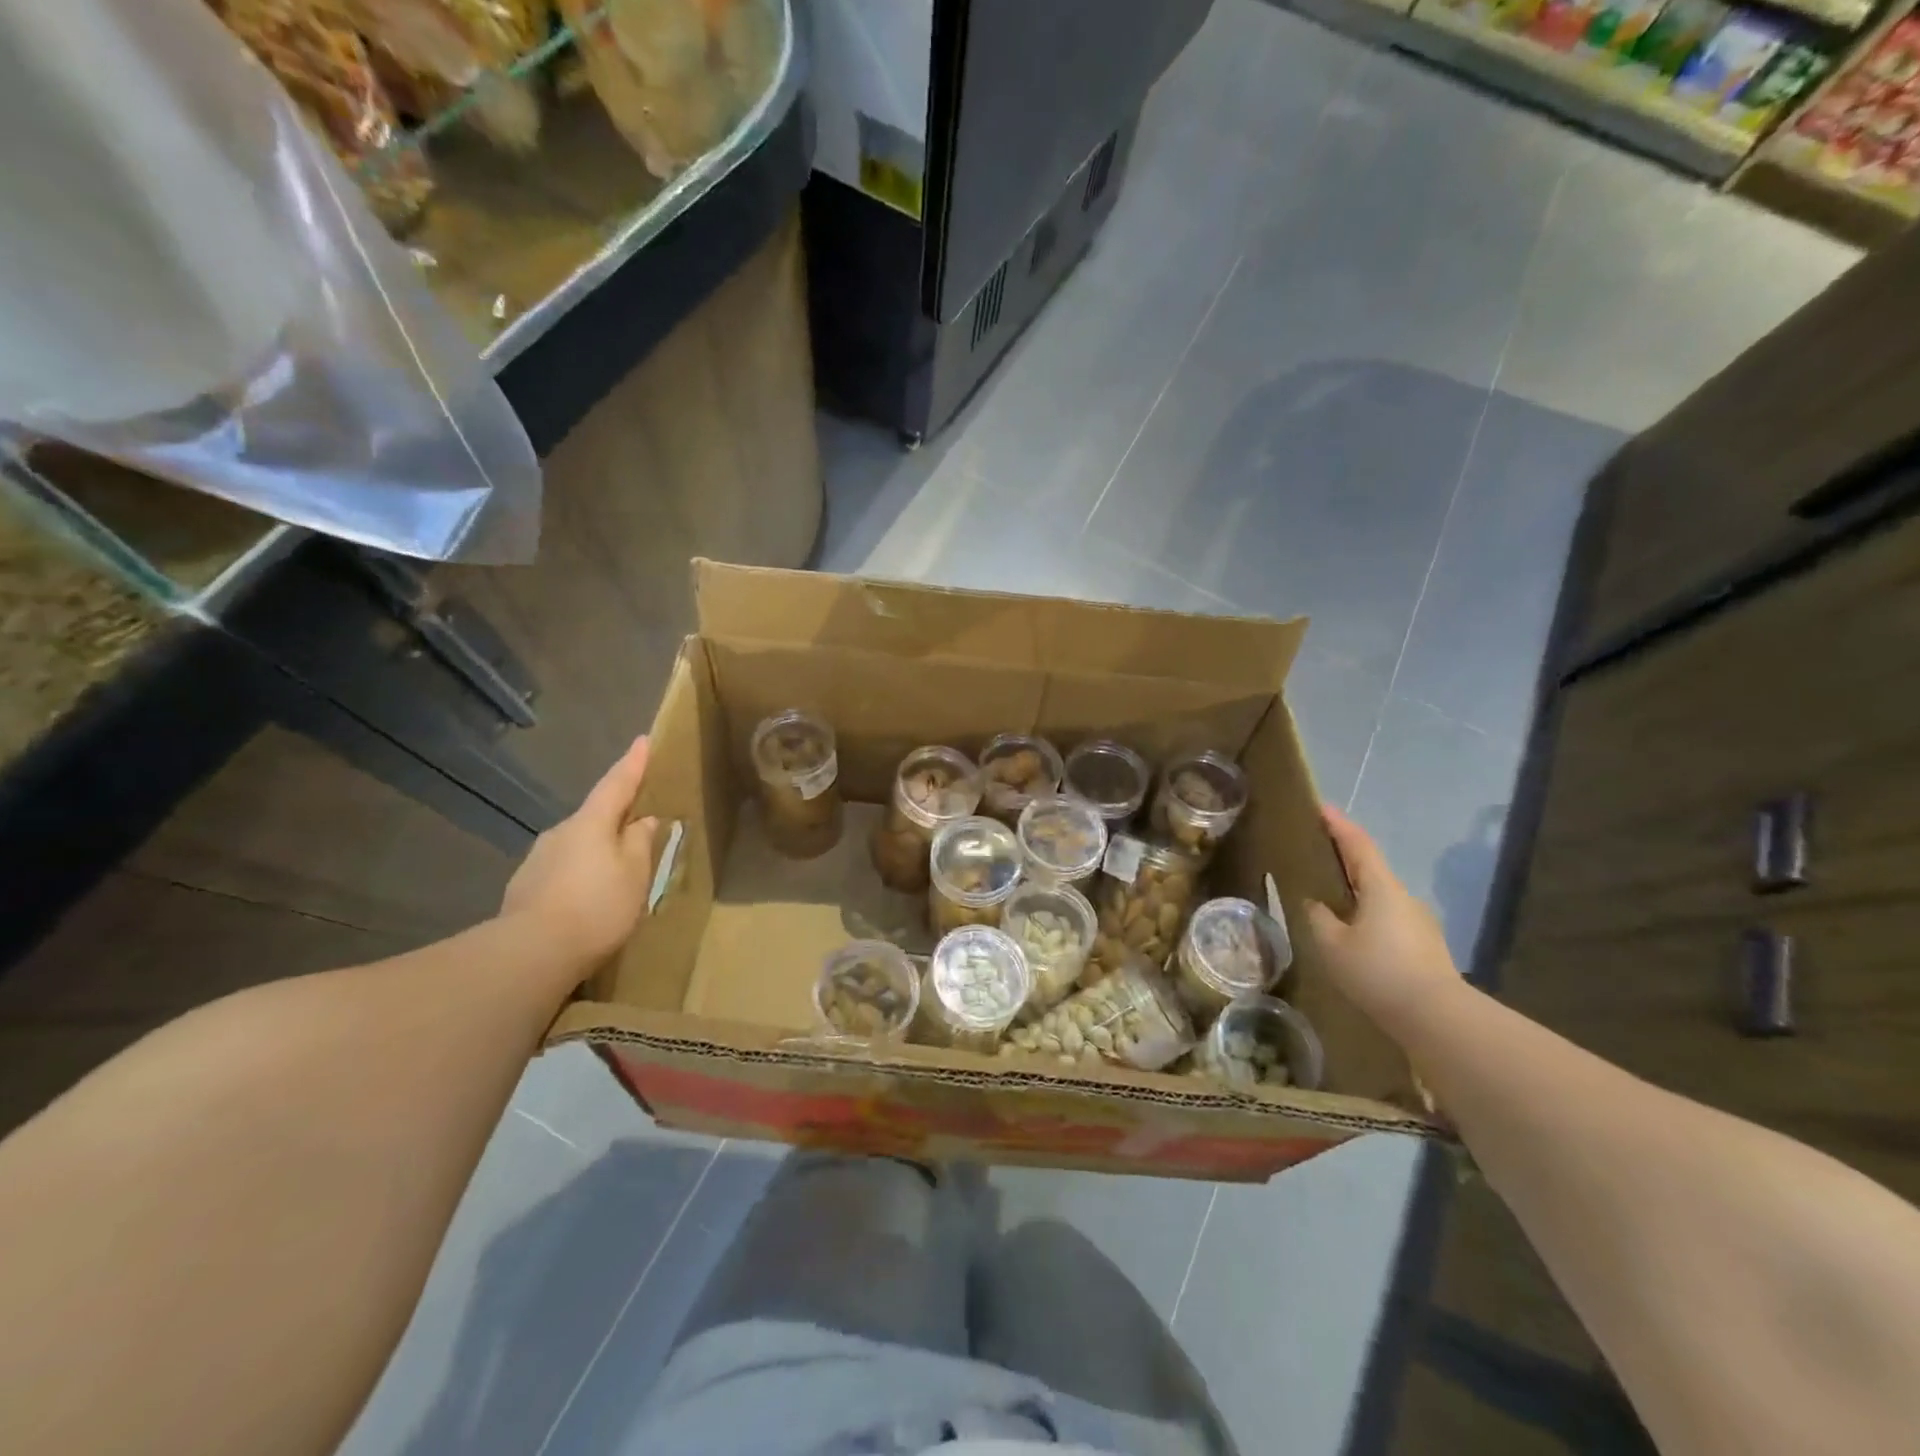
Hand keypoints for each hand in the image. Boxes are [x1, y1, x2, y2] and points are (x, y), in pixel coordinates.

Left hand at [500, 736, 659, 971]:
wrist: (530, 954)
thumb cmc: (596, 906)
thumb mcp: (635, 874)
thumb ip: (641, 843)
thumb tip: (644, 820)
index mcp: (591, 823)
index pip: (617, 784)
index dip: (633, 763)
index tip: (643, 740)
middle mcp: (560, 833)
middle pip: (594, 818)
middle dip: (615, 821)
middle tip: (638, 830)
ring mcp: (537, 861)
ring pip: (576, 846)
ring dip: (596, 853)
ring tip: (614, 876)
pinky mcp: (524, 889)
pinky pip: (561, 873)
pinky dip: (578, 878)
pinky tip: (586, 901)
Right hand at [1304, 805, 1461, 1035]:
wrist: (1437, 1018)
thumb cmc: (1378, 973)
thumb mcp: (1332, 945)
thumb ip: (1318, 918)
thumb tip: (1314, 904)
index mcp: (1381, 887)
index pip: (1358, 844)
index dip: (1338, 824)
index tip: (1320, 807)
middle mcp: (1403, 897)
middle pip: (1371, 866)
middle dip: (1345, 854)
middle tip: (1317, 849)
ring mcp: (1418, 921)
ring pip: (1379, 894)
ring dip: (1355, 887)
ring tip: (1329, 894)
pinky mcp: (1423, 945)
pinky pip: (1387, 917)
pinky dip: (1366, 911)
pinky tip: (1352, 931)